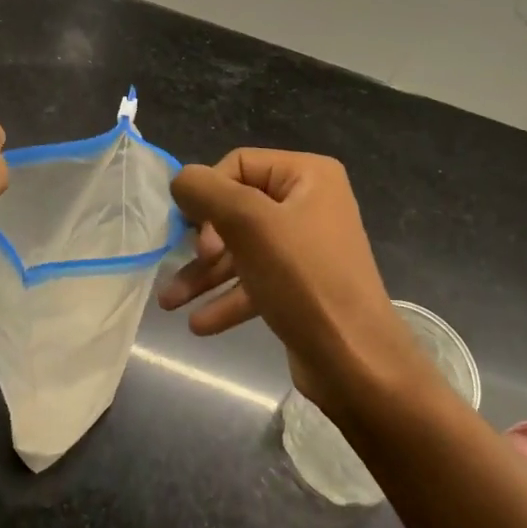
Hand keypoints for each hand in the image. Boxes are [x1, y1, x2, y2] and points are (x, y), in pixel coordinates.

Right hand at [158, 150, 432, 420]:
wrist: (357, 363)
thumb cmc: (304, 280)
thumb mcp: (249, 224)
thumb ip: (207, 192)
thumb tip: (180, 179)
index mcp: (308, 175)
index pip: (238, 164)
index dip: (209, 194)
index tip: (193, 232)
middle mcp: (310, 204)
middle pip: (237, 208)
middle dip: (204, 241)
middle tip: (195, 262)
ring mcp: (306, 248)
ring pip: (241, 249)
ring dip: (205, 274)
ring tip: (169, 303)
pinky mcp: (300, 287)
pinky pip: (255, 281)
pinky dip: (227, 298)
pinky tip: (199, 324)